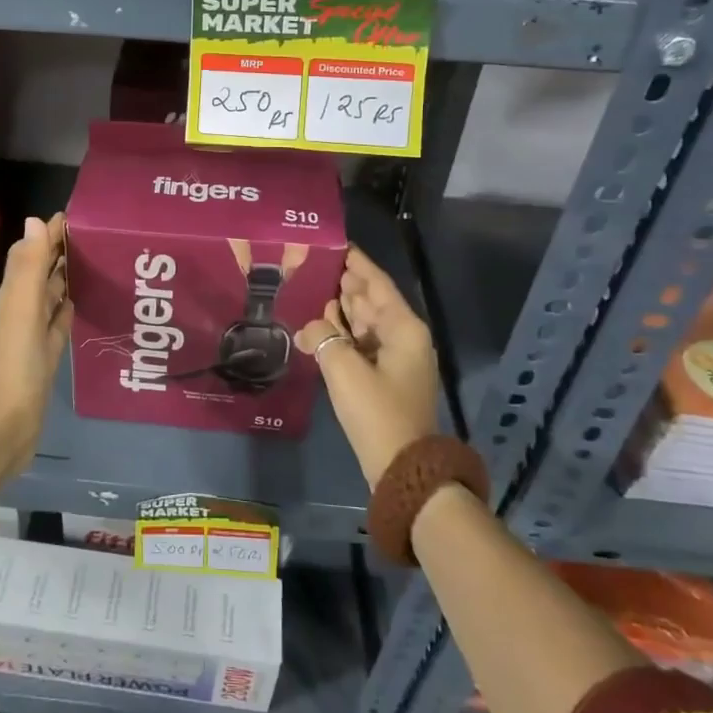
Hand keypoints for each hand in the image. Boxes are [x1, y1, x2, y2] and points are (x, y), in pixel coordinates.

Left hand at [0, 213, 71, 494]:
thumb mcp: (23, 309)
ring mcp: (35, 333)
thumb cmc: (17, 363)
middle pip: (42, 271)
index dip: (50, 233)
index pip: (32, 253)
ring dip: (68, 276)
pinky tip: (84, 301)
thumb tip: (36, 220)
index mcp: (14, 295)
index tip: (78, 215)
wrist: (10, 422)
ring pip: (52, 295)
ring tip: (97, 260)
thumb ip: (29, 267)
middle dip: (62, 251)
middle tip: (96, 234)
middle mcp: (22, 308)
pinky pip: (60, 321)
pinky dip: (70, 307)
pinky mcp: (47, 353)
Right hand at [297, 246, 439, 486]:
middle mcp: (402, 336)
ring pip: (364, 322)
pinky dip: (341, 332)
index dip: (356, 263)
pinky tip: (318, 324)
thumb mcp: (344, 370)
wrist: (402, 468)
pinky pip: (360, 343)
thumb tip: (311, 326)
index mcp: (403, 328)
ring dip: (340, 308)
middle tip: (311, 263)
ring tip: (310, 287)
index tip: (333, 243)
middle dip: (344, 283)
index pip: (377, 283)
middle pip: (370, 300)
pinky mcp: (383, 376)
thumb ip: (323, 337)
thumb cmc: (377, 412)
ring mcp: (394, 357)